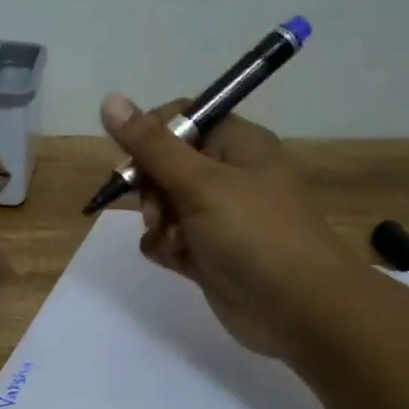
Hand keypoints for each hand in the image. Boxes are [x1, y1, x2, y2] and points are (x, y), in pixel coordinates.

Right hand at [99, 93, 362, 360]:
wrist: (298, 309)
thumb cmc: (254, 233)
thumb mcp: (200, 183)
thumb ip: (152, 146)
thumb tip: (110, 100)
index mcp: (237, 145)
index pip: (183, 119)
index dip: (151, 136)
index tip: (134, 162)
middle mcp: (228, 176)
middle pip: (166, 164)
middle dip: (150, 187)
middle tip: (157, 210)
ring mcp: (218, 217)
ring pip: (164, 204)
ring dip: (155, 220)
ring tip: (170, 240)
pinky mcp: (209, 253)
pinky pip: (170, 239)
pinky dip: (164, 246)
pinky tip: (173, 258)